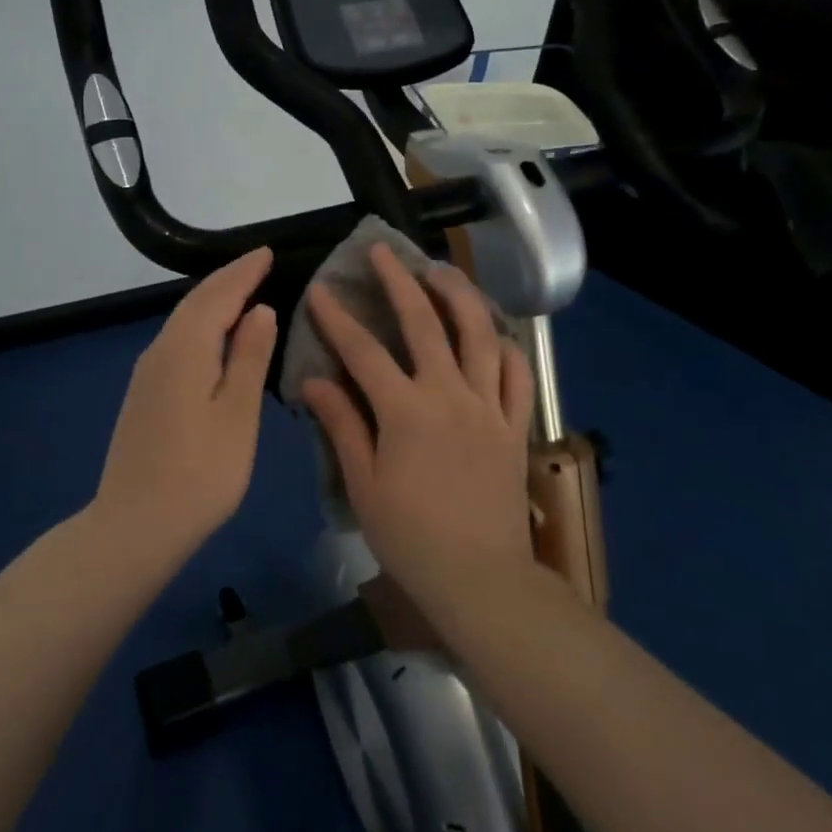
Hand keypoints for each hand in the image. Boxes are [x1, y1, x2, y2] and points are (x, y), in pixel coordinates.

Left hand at [91, 247, 276, 557]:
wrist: (135, 525)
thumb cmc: (200, 472)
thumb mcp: (237, 413)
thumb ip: (249, 357)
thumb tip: (260, 310)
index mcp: (186, 348)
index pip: (219, 295)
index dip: (244, 272)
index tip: (267, 252)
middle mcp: (161, 350)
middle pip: (196, 302)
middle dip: (227, 279)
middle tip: (257, 264)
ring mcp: (147, 372)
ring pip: (183, 320)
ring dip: (212, 300)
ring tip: (242, 291)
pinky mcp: (144, 393)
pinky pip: (177, 340)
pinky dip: (200, 324)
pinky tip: (213, 336)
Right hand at [300, 244, 535, 617]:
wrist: (480, 579)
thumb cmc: (411, 537)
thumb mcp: (363, 484)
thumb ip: (341, 425)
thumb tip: (313, 381)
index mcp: (405, 412)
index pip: (363, 351)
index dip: (337, 318)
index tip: (320, 290)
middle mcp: (449, 395)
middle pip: (424, 324)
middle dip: (398, 282)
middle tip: (382, 252)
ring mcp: (488, 406)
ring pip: (479, 334)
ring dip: (459, 295)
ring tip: (441, 271)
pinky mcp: (514, 424)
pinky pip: (517, 374)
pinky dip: (506, 346)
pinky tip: (493, 332)